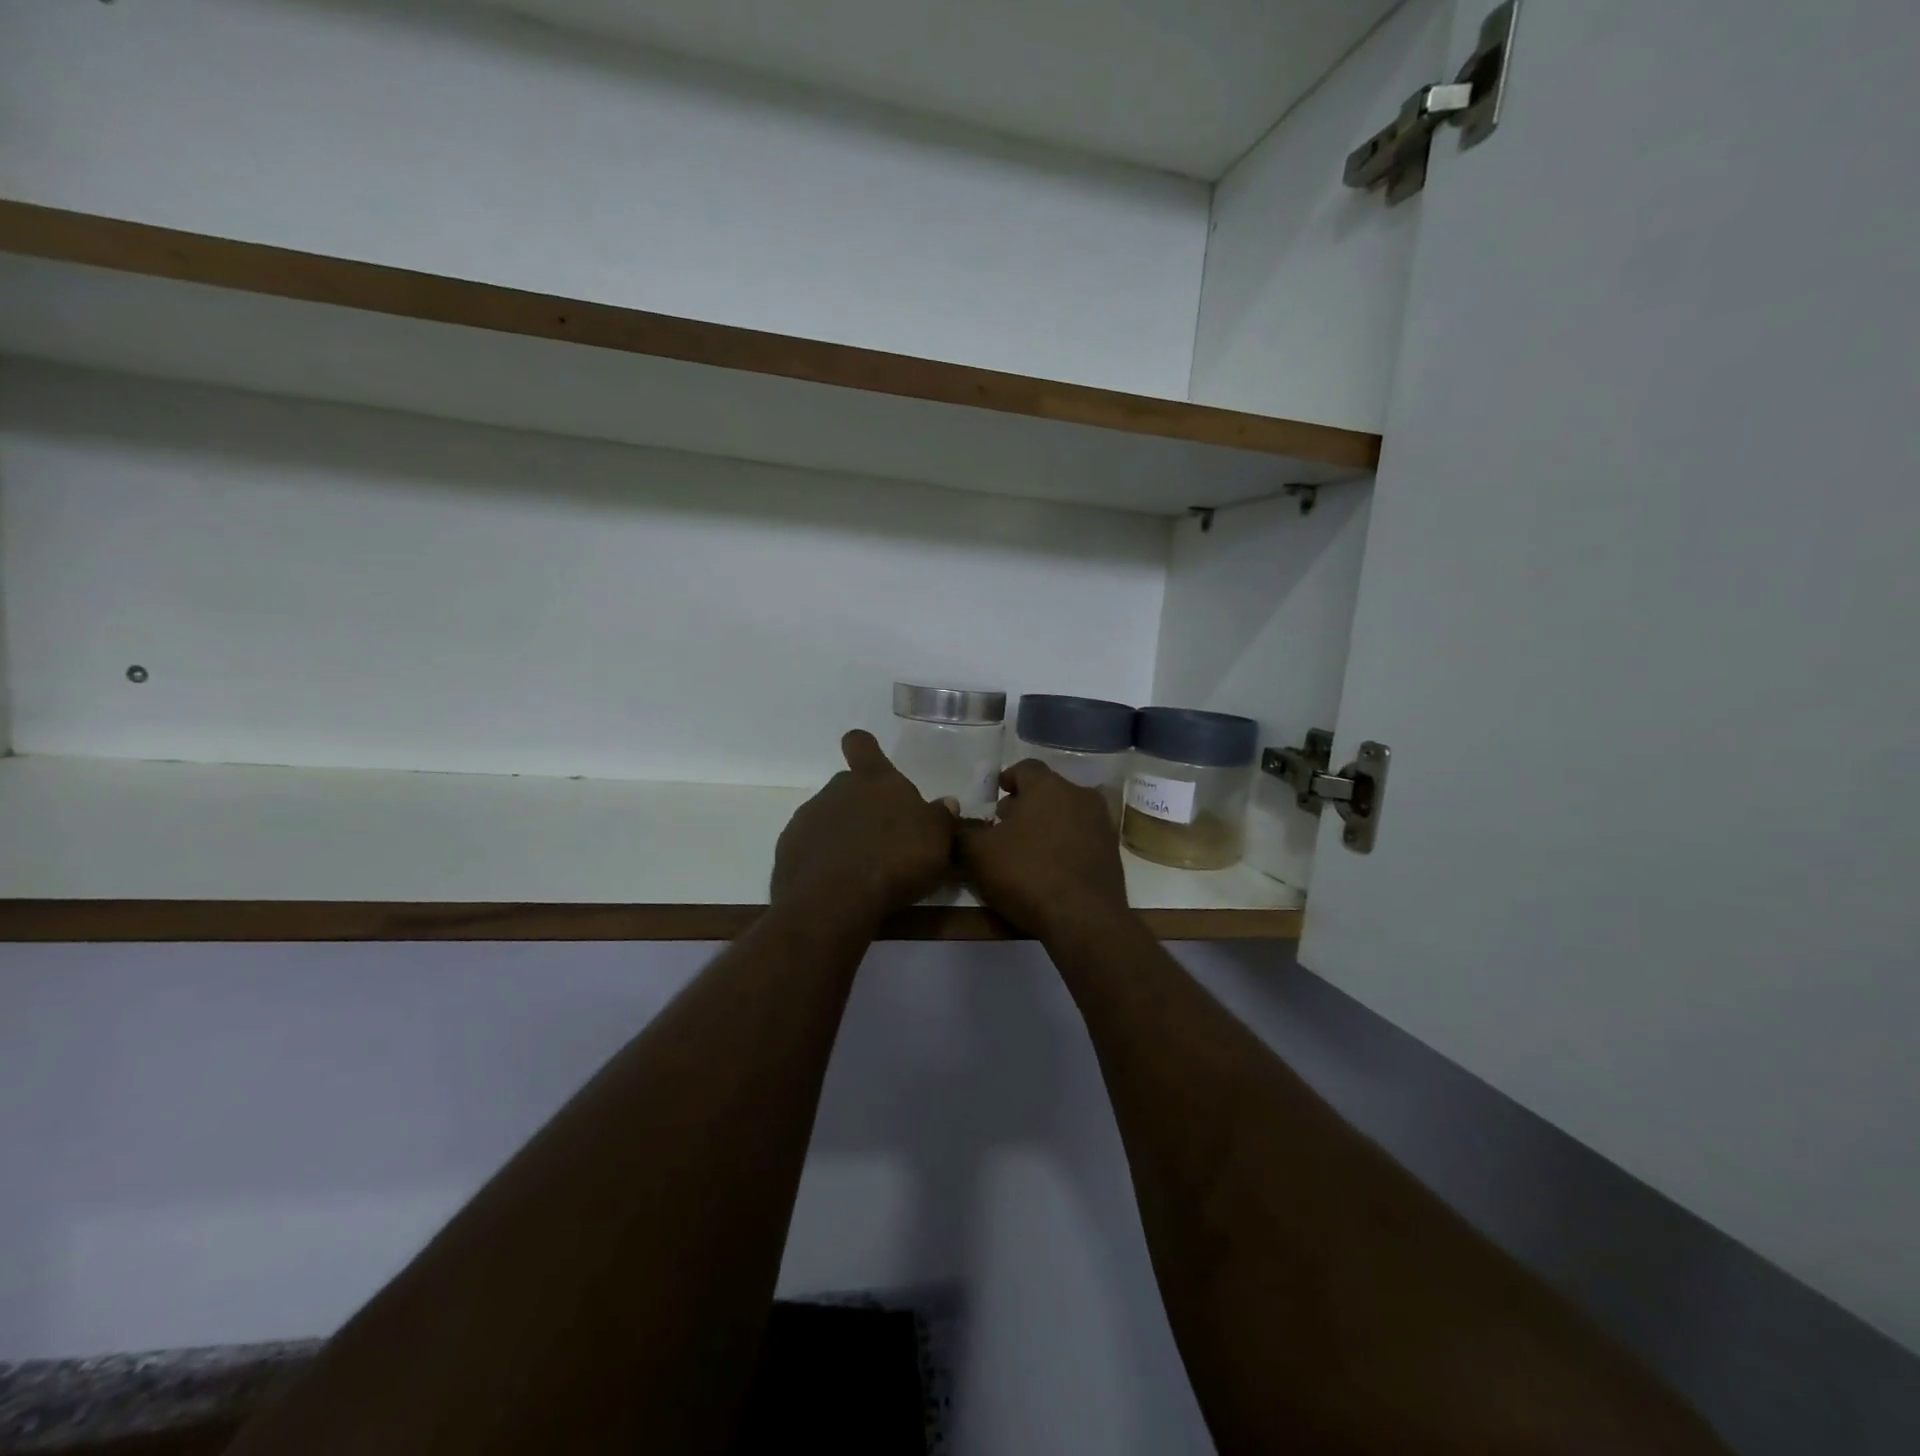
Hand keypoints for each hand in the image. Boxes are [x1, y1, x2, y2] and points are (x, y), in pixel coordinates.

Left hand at [771, 730, 958, 927]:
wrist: (834, 900)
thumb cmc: (894, 859)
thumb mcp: (937, 840)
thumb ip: (941, 818)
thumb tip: (946, 804)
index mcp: (873, 779)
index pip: (861, 744)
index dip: (865, 749)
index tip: (870, 760)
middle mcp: (836, 790)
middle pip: (848, 787)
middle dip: (863, 807)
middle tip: (885, 837)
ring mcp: (807, 819)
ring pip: (828, 819)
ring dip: (843, 836)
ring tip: (864, 869)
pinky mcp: (787, 851)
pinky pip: (810, 849)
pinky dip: (823, 862)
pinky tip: (839, 885)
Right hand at [957, 760, 1130, 940]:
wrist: (1084, 918)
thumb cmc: (1027, 874)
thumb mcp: (979, 854)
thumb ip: (965, 831)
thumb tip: (960, 822)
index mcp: (1048, 786)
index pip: (1025, 767)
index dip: (1007, 778)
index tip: (996, 794)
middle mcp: (1079, 795)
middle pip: (1048, 790)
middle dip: (1026, 803)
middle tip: (1005, 824)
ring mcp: (1101, 823)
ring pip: (1067, 813)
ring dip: (1047, 823)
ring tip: (1027, 847)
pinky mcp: (1112, 851)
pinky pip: (1082, 837)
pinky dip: (1065, 843)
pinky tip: (1050, 866)